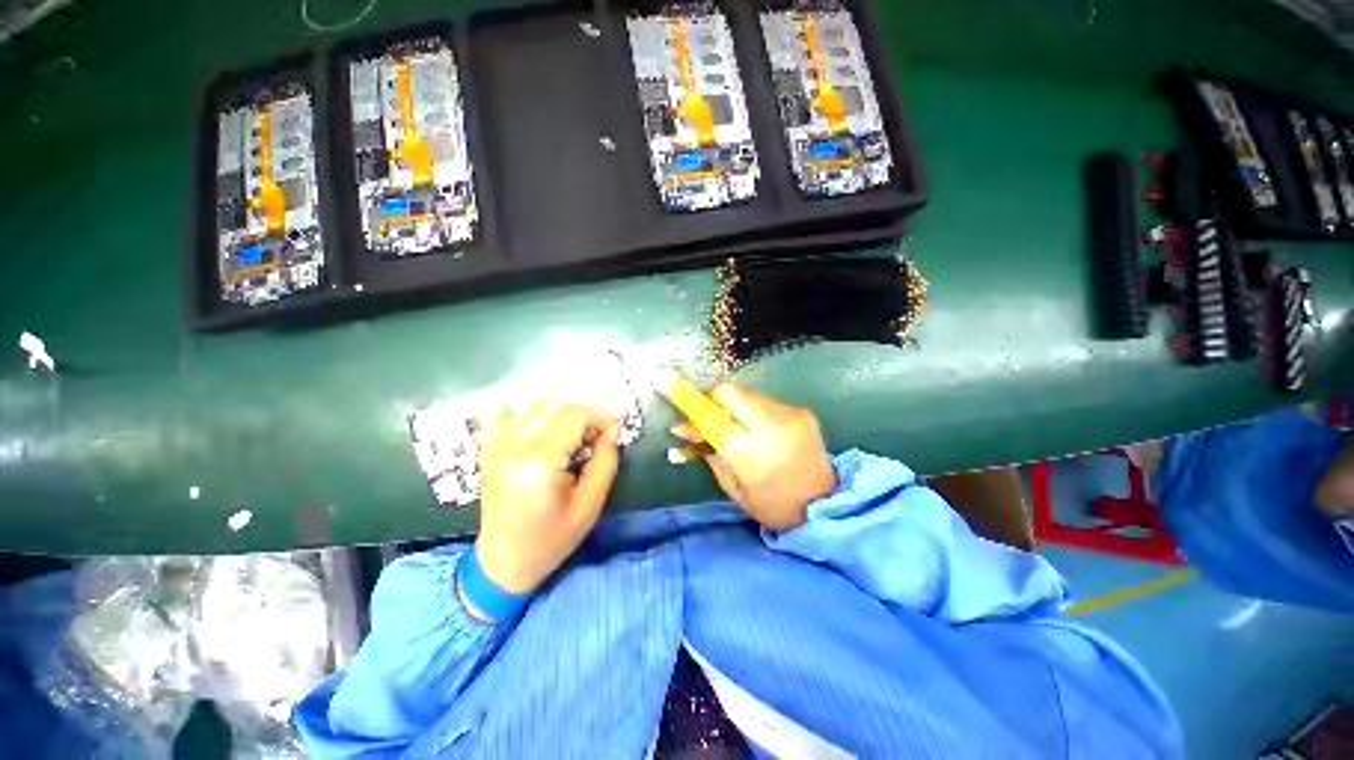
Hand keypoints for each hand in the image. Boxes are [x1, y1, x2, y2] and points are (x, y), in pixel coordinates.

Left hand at [475, 401, 620, 596]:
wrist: (503, 561)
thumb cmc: (552, 538)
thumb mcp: (590, 504)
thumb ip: (606, 461)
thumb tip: (612, 429)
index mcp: (539, 462)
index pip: (575, 415)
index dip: (601, 417)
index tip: (614, 431)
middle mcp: (514, 445)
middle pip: (557, 405)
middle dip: (585, 412)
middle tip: (597, 434)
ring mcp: (497, 444)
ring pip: (537, 404)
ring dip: (563, 411)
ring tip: (576, 434)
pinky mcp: (489, 447)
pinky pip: (510, 412)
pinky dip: (533, 412)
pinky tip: (545, 426)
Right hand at [672, 384, 835, 531]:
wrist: (825, 506)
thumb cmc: (772, 505)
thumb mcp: (733, 486)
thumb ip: (707, 453)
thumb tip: (681, 431)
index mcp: (749, 452)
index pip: (710, 416)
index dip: (689, 402)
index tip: (668, 387)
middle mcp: (770, 426)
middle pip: (729, 391)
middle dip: (712, 397)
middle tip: (706, 413)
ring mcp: (789, 414)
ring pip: (747, 393)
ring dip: (732, 404)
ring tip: (731, 423)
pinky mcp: (801, 411)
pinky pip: (765, 401)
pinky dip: (752, 409)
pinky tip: (753, 426)